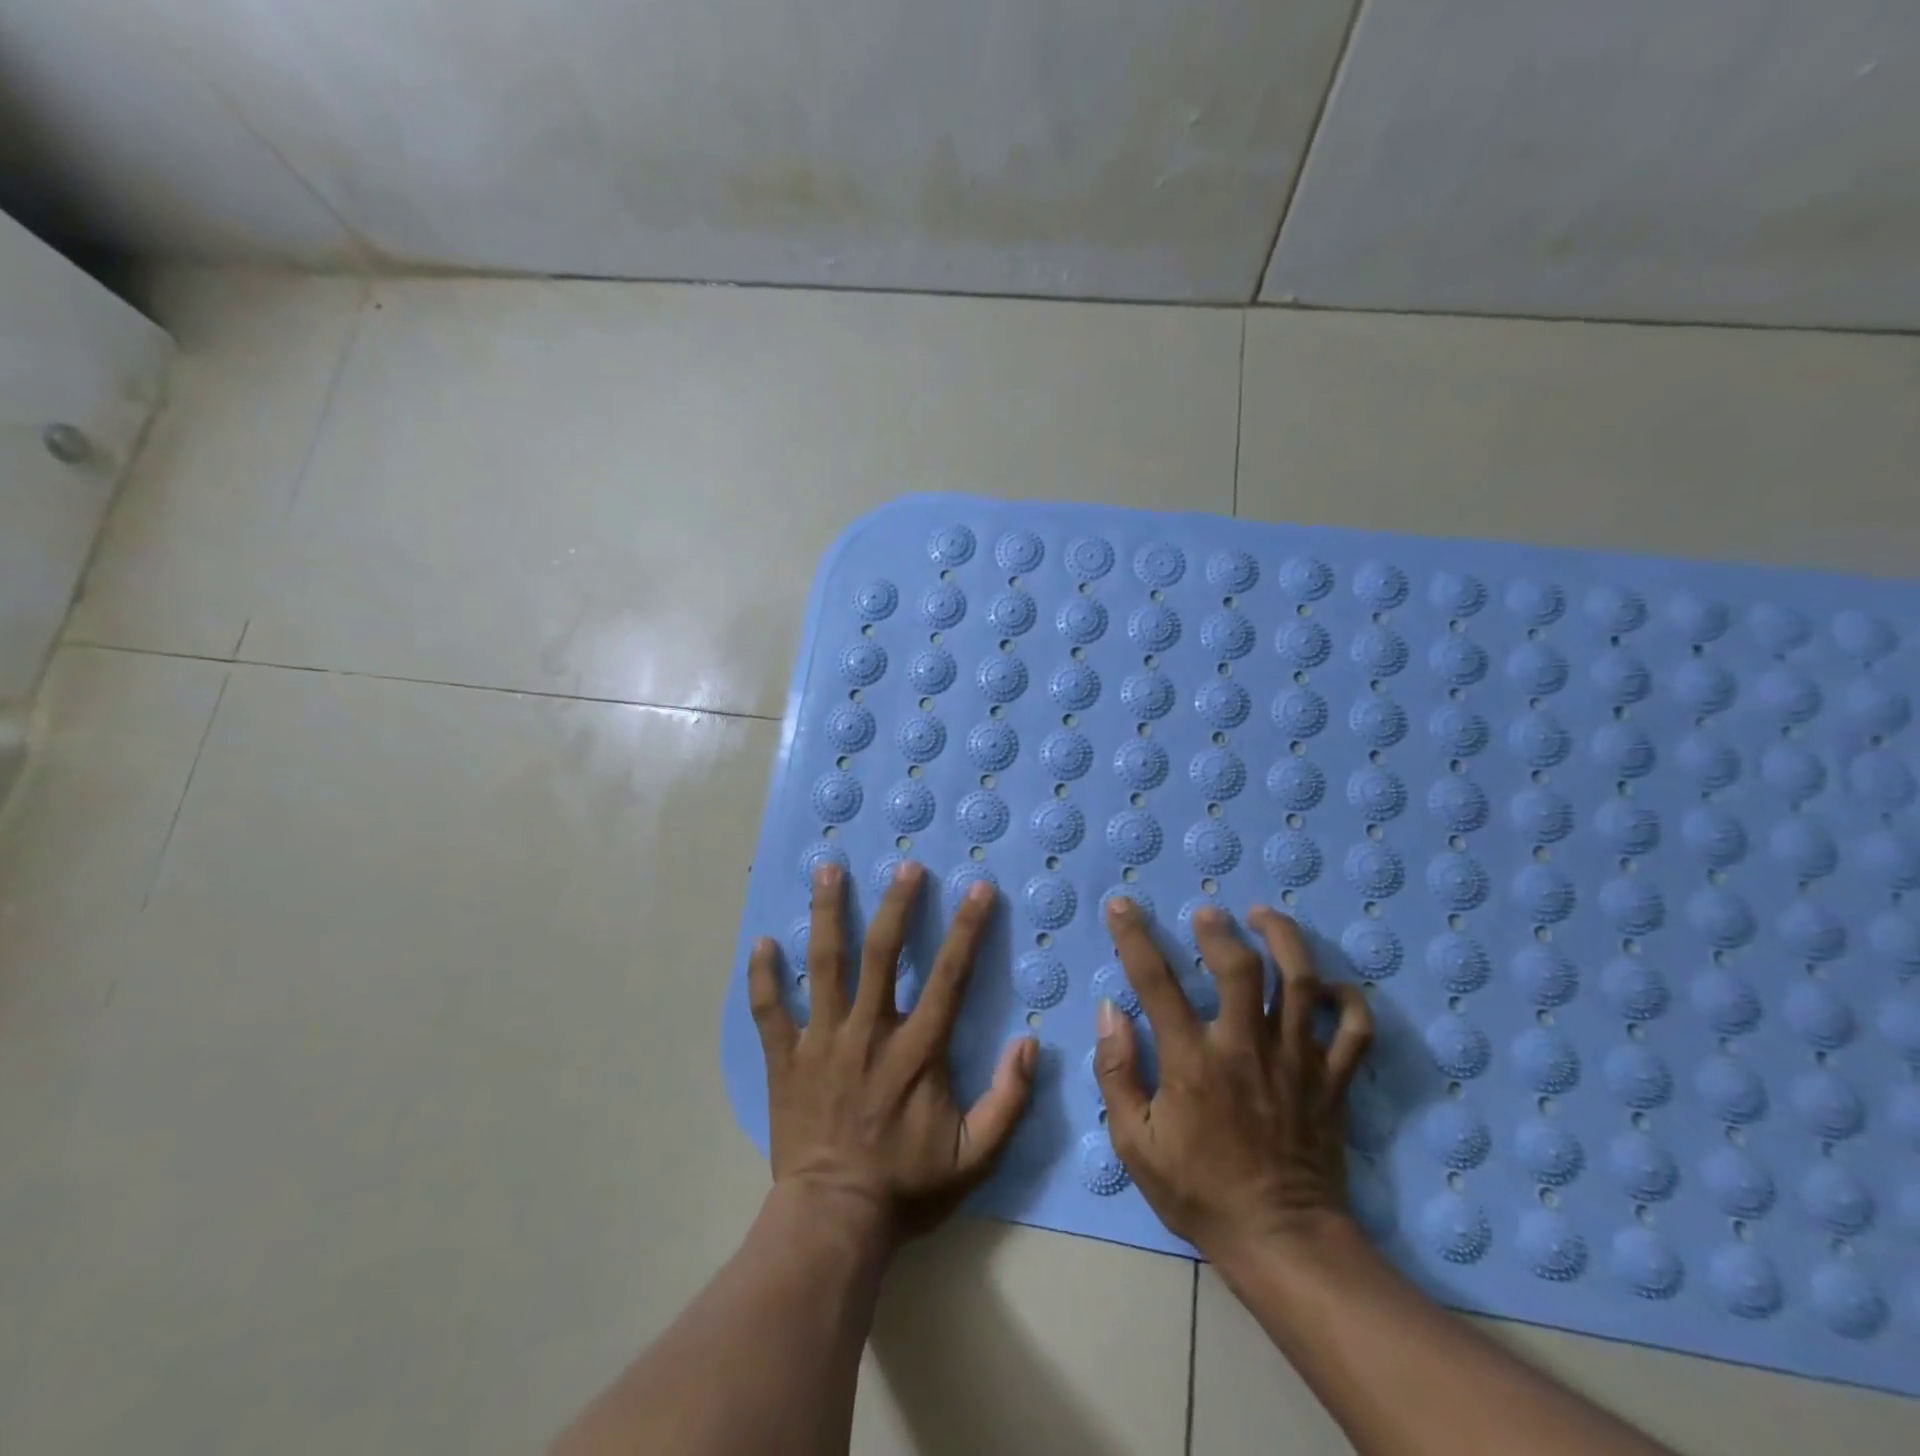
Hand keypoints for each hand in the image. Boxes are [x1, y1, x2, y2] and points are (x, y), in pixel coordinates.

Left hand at [747, 861, 1037, 1248]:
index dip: (966, 929)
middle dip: (896, 905)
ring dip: (827, 914)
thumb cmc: (906, 1187)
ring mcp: (821, 1041)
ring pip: (823, 965)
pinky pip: (768, 1010)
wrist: (833, 1222)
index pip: (948, 976)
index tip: (978, 889)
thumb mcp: (974, 1157)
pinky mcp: (785, 1059)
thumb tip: (1030, 1044)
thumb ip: (1008, 1100)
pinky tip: (762, 942)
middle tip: (904, 865)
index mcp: (916, 1051)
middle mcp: (869, 1032)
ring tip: (827, 870)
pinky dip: (763, 976)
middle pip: (882, 953)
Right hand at [1092, 899, 1373, 1263]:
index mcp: (1193, 1061)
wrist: (1282, 1243)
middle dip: (1220, 929)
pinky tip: (1329, 985)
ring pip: (1302, 983)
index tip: (1123, 905)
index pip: (1155, 981)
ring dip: (1285, 940)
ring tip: (1265, 916)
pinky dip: (1349, 1000)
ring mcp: (1297, 1062)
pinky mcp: (1332, 1081)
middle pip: (1241, 968)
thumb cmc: (1200, 1192)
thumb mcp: (1134, 1143)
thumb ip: (1117, 1072)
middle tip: (1208, 913)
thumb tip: (1110, 1011)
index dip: (1134, 936)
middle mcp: (1246, 1048)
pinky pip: (1354, 1031)